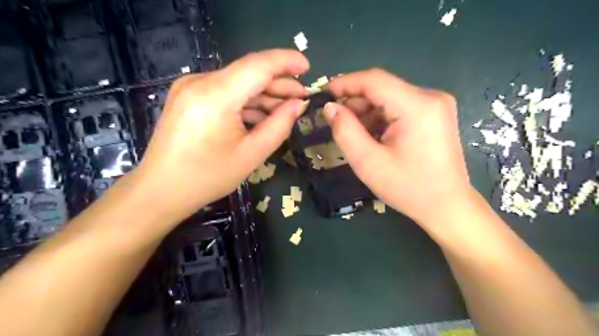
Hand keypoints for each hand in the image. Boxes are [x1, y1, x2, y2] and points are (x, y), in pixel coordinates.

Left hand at [131, 47, 307, 220]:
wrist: (162, 189)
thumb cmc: (208, 177)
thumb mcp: (252, 154)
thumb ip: (280, 125)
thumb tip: (298, 104)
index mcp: (215, 95)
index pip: (258, 65)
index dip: (286, 62)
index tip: (308, 67)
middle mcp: (200, 82)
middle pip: (249, 72)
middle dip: (278, 83)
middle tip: (302, 97)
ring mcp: (191, 87)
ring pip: (238, 82)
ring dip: (264, 94)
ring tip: (287, 108)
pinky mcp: (189, 96)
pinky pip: (226, 92)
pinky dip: (247, 101)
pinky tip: (263, 114)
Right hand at [323, 69, 472, 228]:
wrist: (447, 207)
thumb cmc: (408, 188)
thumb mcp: (368, 162)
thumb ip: (345, 131)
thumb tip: (330, 107)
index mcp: (417, 106)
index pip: (374, 80)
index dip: (344, 83)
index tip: (322, 94)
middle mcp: (431, 97)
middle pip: (382, 88)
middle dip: (355, 102)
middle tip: (336, 121)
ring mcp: (436, 105)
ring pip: (389, 98)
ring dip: (367, 112)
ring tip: (354, 134)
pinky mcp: (435, 115)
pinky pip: (400, 107)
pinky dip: (381, 118)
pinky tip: (373, 137)